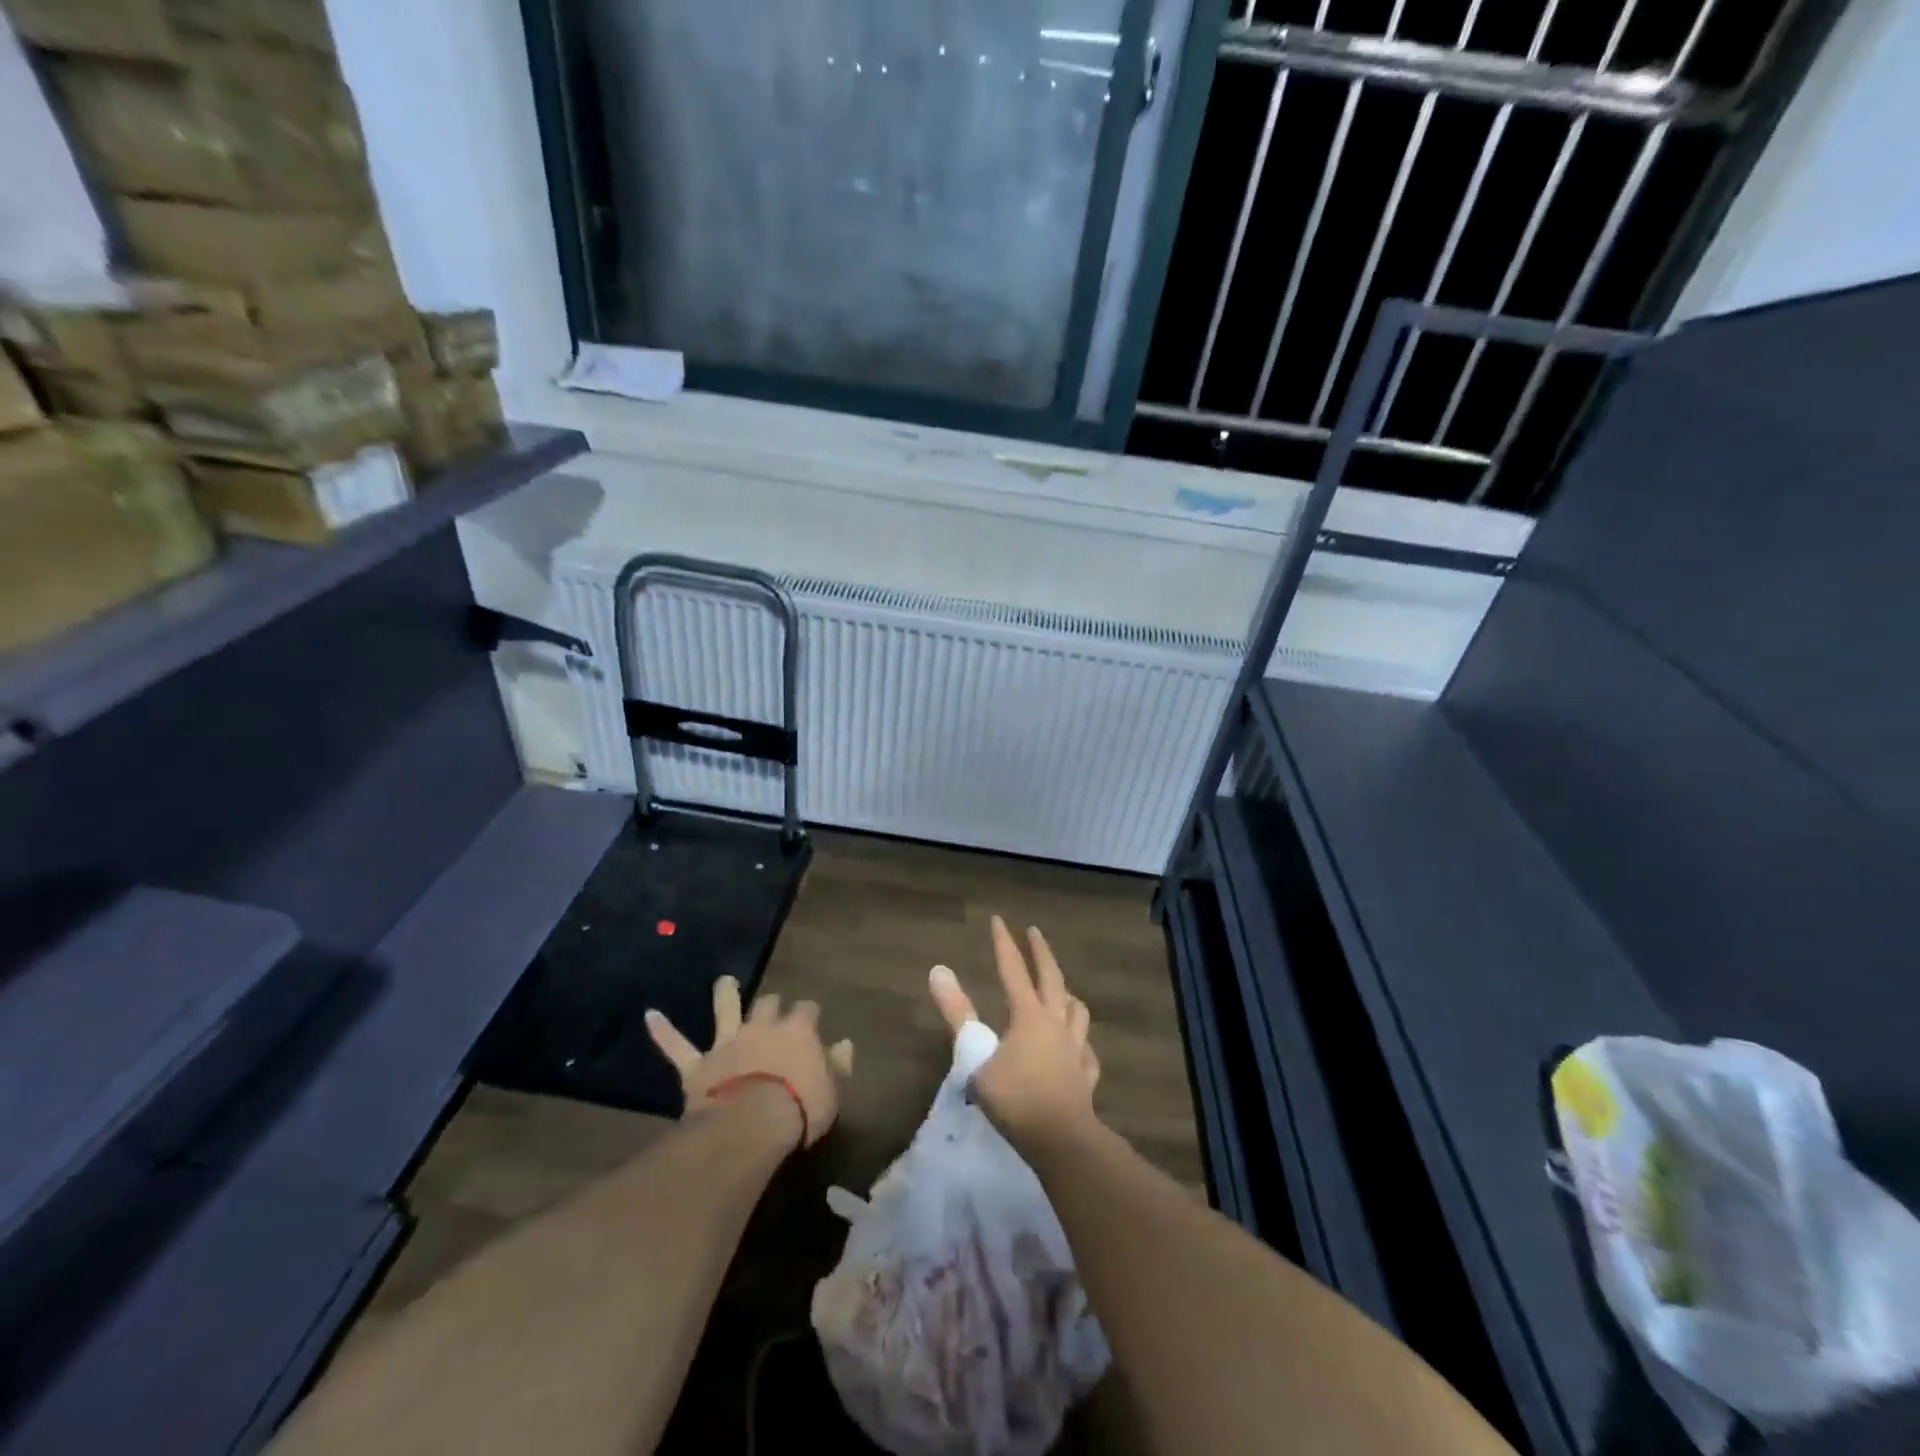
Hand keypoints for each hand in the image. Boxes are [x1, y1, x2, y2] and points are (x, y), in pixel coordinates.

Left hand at [645, 977, 854, 1147]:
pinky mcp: (699, 1065)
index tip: (811, 1024)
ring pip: (725, 1009)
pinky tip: (650, 1015)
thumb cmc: (801, 1107)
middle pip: (769, 1003)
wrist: (753, 1124)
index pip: (808, 1010)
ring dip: (724, 994)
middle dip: (771, 1004)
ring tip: (723, 982)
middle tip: (772, 1010)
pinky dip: (663, 1032)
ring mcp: (728, 1042)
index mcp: (798, 1030)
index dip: (809, 1017)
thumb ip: (838, 1065)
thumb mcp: (833, 1090)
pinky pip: (677, 1046)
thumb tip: (844, 1043)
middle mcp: (763, 1026)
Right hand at [929, 916, 1100, 1146]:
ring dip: (1068, 994)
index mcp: (1028, 1016)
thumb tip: (938, 971)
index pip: (1013, 970)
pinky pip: (1087, 1051)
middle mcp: (1056, 1024)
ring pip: (1077, 1011)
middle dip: (1042, 953)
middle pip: (1052, 979)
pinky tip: (1079, 1047)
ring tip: (1064, 990)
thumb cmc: (1015, 1099)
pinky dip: (1081, 1042)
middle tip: (1035, 932)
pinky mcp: (1087, 1076)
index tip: (999, 919)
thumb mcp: (976, 1057)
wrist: (1062, 1140)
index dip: (1004, 944)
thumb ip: (958, 1014)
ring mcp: (1076, 1050)